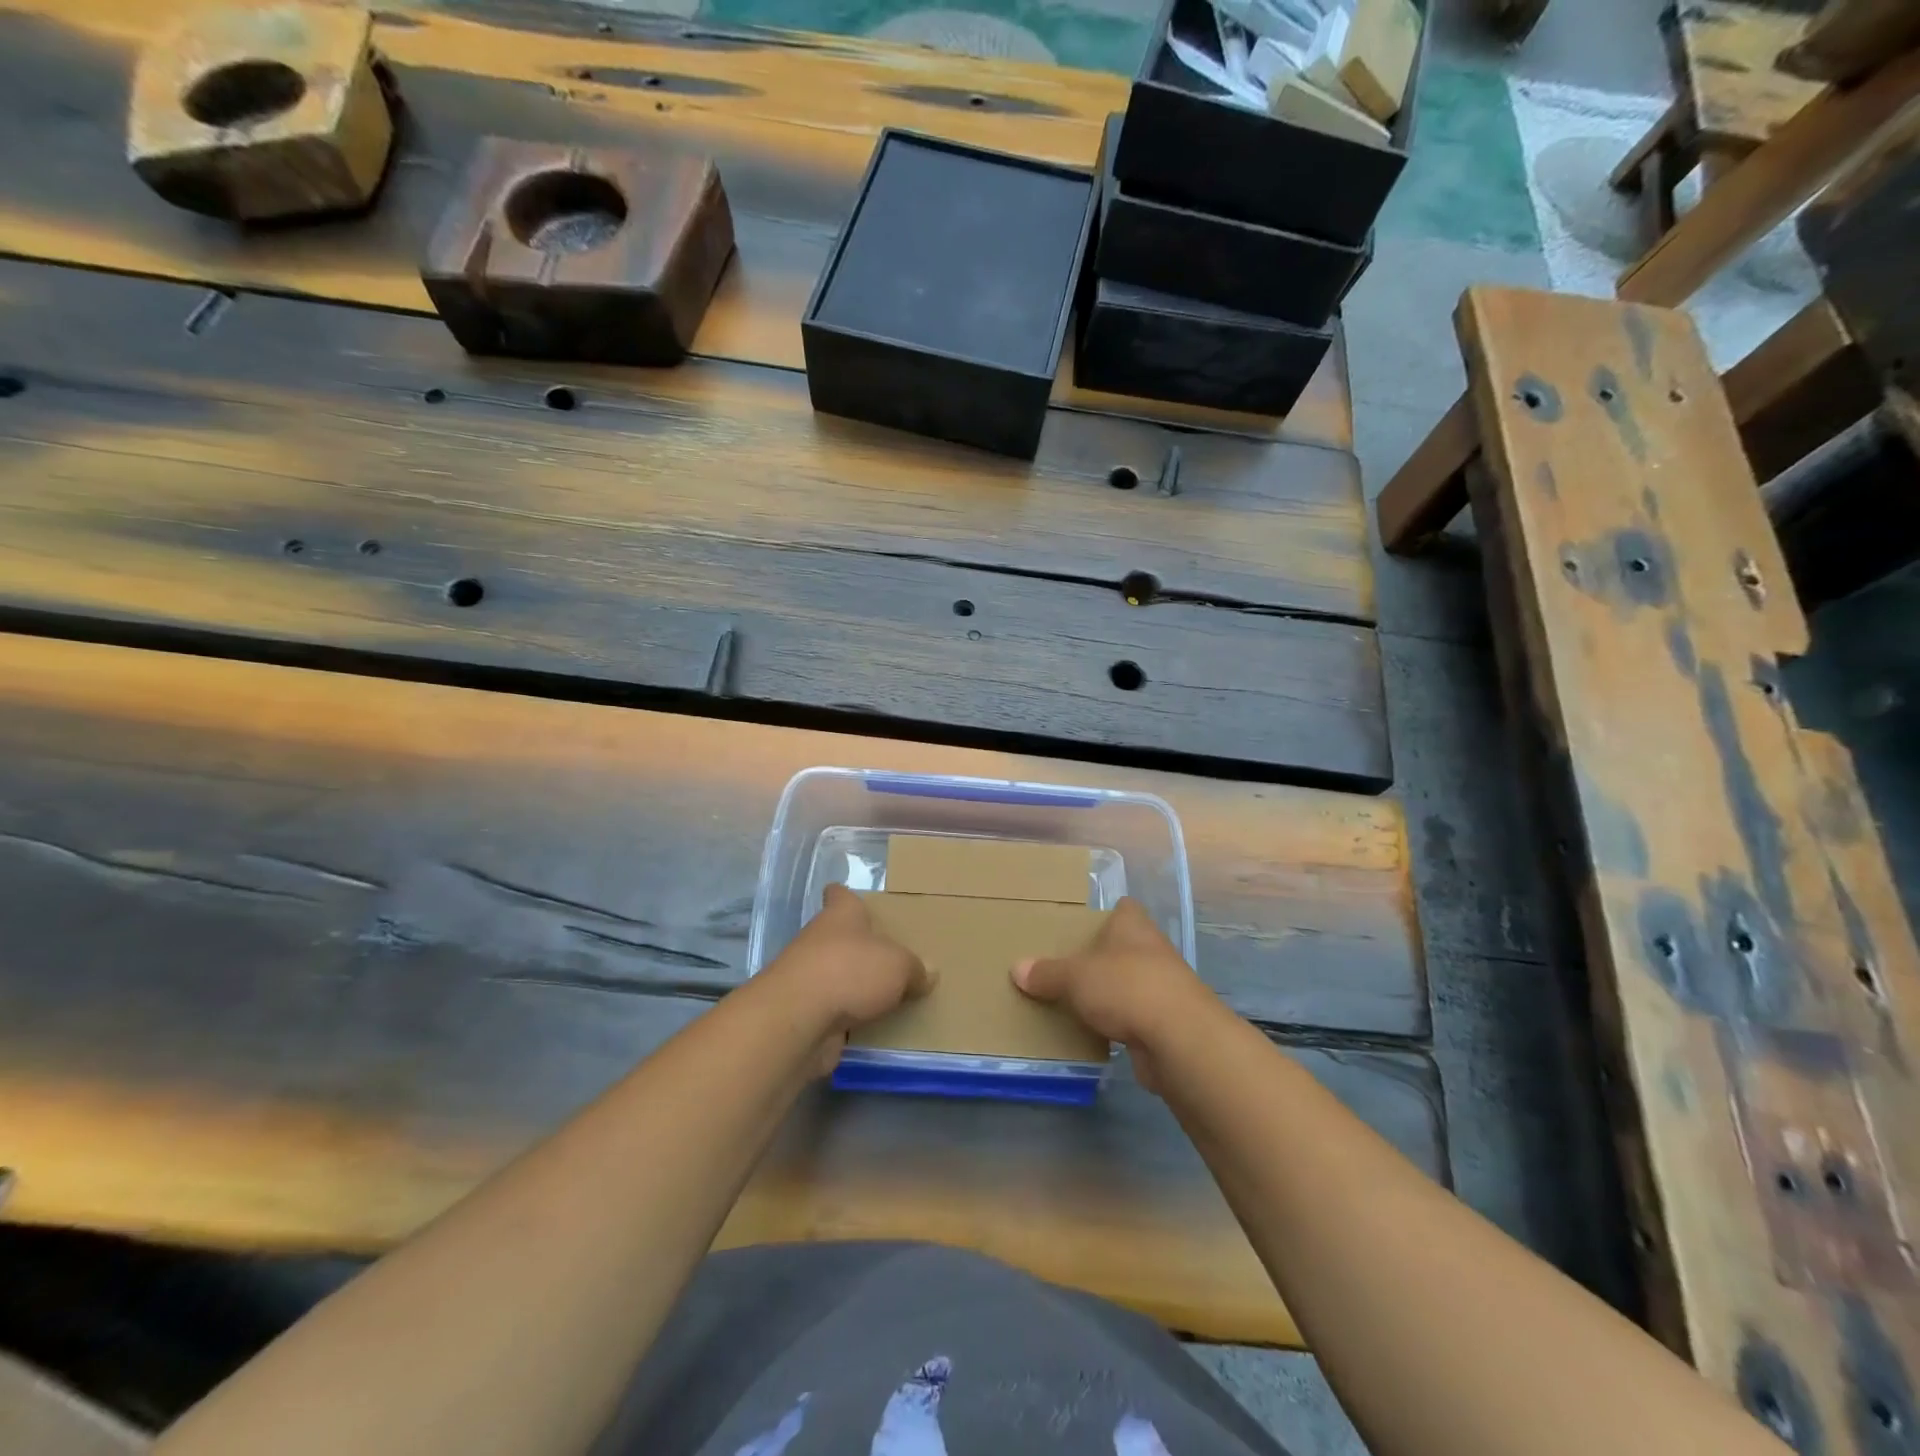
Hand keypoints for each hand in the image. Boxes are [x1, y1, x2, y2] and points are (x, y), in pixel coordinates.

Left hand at [760, 884, 931, 1070]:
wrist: (799, 1020)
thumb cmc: (850, 971)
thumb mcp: (898, 965)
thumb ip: (915, 969)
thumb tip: (928, 973)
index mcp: (840, 915)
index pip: (839, 895)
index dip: (846, 896)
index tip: (857, 901)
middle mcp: (820, 940)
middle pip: (840, 937)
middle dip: (860, 948)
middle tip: (892, 958)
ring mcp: (808, 978)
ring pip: (836, 975)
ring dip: (854, 986)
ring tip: (889, 996)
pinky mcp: (806, 1013)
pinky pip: (834, 1011)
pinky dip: (849, 1018)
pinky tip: (873, 1027)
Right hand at [1011, 897, 1218, 1092]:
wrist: (1180, 1040)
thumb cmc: (1126, 988)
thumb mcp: (1075, 977)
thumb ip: (1047, 973)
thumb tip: (1017, 968)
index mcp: (1133, 926)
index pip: (1123, 908)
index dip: (1104, 913)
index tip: (1079, 924)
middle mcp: (1152, 950)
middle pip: (1123, 946)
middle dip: (1099, 956)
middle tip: (1064, 964)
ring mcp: (1163, 987)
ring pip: (1129, 982)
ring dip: (1109, 992)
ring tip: (1073, 999)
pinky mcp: (1166, 1022)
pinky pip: (1134, 1016)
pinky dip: (1117, 1023)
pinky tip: (1094, 1031)